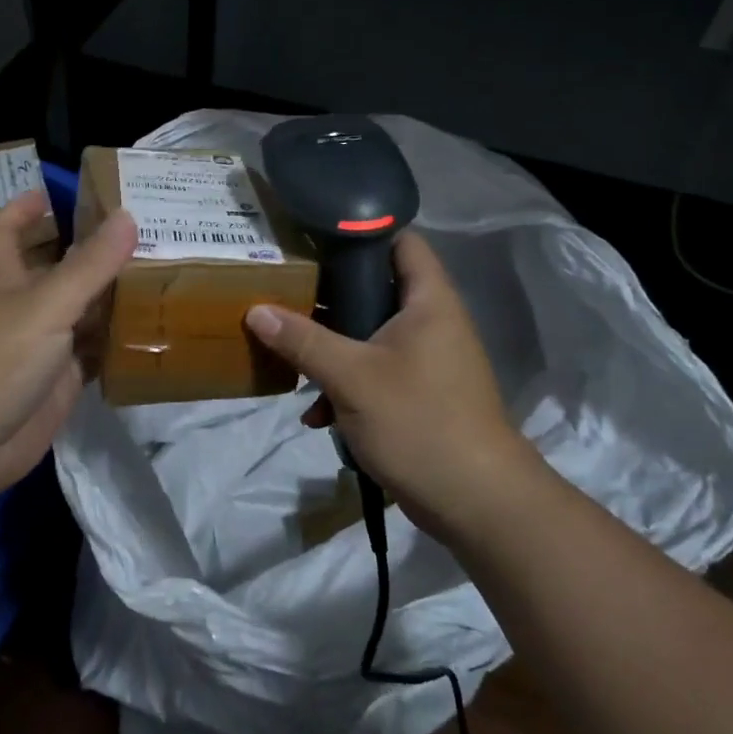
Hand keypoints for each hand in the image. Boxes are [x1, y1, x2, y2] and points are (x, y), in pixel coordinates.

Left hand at [0, 191, 136, 503]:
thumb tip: (128, 215)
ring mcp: (42, 348)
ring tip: (167, 276)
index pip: (6, 230)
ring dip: (115, 299)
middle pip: (60, 269)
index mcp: (4, 276)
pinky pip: (94, 356)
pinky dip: (120, 345)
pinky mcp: (59, 385)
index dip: (25, 208)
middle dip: (95, 252)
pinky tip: (157, 333)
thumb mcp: (44, 305)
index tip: (55, 191)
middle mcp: (23, 307)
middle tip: (149, 233)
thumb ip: (89, 265)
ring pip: (83, 314)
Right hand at [245, 229, 526, 541]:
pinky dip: (345, 383)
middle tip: (285, 287)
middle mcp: (431, 321)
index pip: (401, 240)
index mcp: (428, 301)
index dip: (362, 229)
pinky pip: (374, 371)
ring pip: (369, 333)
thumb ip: (303, 340)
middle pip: (376, 286)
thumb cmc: (420, 422)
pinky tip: (315, 412)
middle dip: (330, 293)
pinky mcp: (418, 393)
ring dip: (331, 345)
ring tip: (288, 349)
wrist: (477, 504)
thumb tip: (255, 310)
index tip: (313, 233)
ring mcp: (426, 359)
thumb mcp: (352, 377)